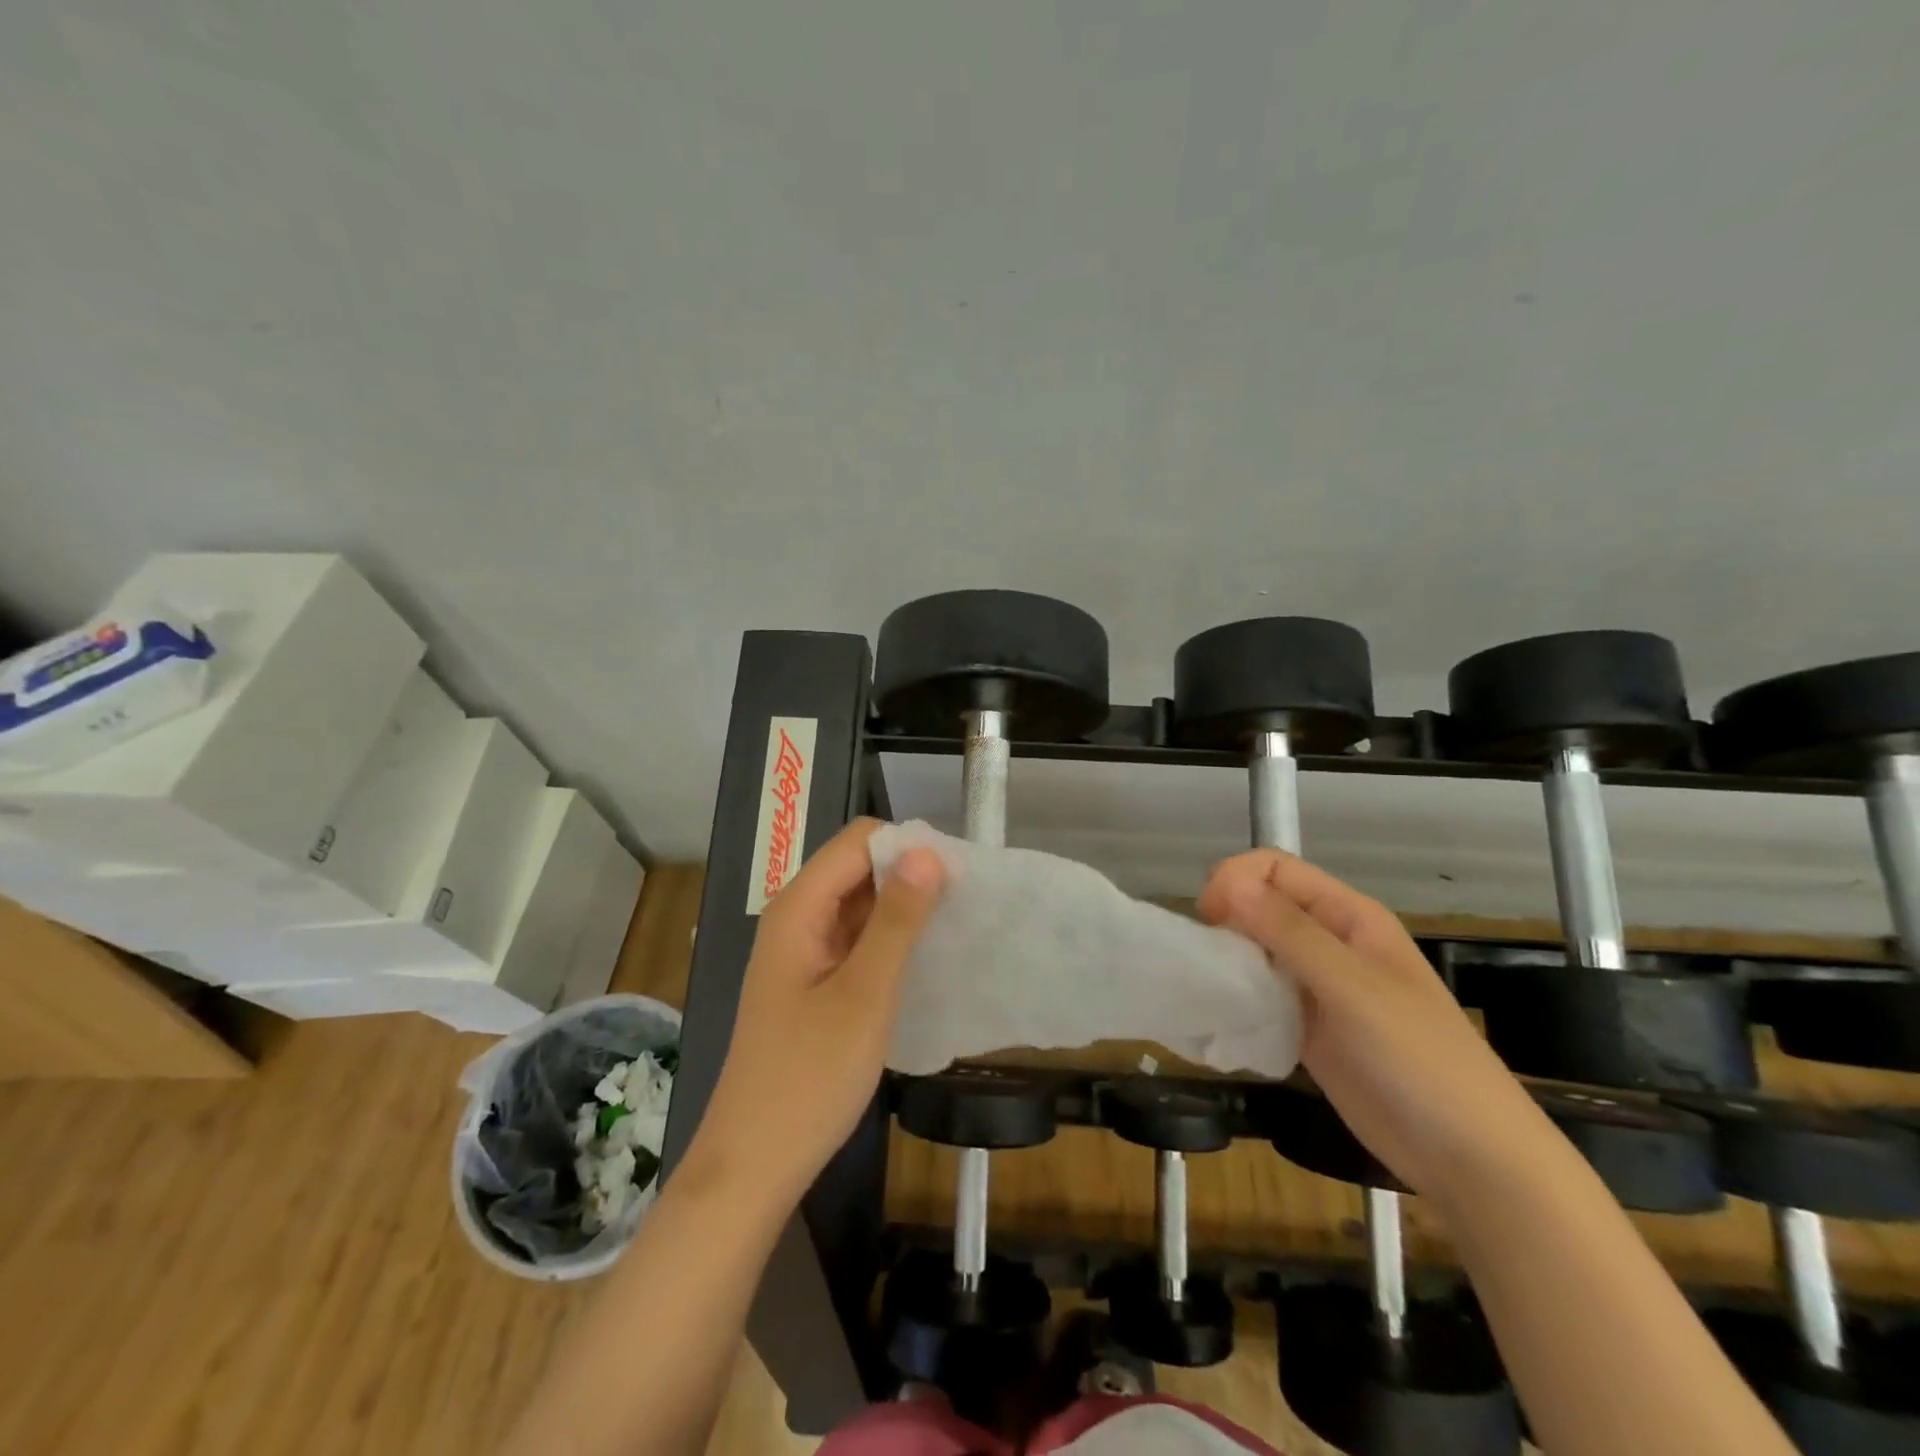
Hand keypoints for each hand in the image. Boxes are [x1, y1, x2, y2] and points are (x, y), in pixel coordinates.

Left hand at [685, 818, 945, 1202]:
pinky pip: (855, 939)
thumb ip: (897, 919)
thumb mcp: (865, 994)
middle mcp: (796, 918)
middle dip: (909, 875)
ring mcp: (802, 951)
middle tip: (963, 905)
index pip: (858, 841)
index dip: (907, 847)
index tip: (957, 876)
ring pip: (859, 903)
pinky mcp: (812, 981)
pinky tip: (921, 960)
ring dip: (902, 908)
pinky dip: (888, 939)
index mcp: (798, 908)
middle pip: (857, 867)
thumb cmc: (809, 1077)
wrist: (755, 1165)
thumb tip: (929, 852)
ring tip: (953, 929)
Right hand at [1199, 850, 1552, 1201]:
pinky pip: (1260, 996)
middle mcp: (1329, 942)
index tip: (1210, 917)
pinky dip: (1238, 999)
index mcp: (1347, 916)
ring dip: (1229, 961)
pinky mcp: (1306, 1028)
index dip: (1237, 880)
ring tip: (1213, 990)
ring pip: (1256, 950)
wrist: (1468, 1157)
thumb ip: (1290, 932)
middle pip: (1261, 906)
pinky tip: (1226, 1019)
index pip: (1275, 869)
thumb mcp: (1352, 986)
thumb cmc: (1419, 1058)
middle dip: (1227, 920)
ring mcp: (1318, 987)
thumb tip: (1228, 880)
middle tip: (1211, 960)